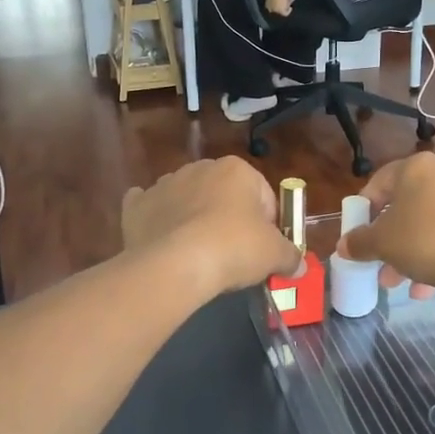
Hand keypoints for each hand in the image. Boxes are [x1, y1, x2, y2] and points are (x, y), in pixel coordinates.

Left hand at [122, 158, 299, 298]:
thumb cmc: (233, 248)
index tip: (264, 251)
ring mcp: (164, 184)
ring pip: (188, 200)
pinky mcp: (137, 206)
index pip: (263, 196)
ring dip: (194, 219)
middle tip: (234, 255)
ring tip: (199, 255)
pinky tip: (163, 240)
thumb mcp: (275, 255)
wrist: (174, 265)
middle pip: (224, 195)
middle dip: (230, 219)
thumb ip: (290, 255)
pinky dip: (157, 221)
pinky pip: (150, 209)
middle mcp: (199, 168)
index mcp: (236, 169)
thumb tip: (297, 265)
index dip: (269, 225)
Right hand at [335, 154, 434, 295]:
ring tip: (398, 283)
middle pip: (404, 207)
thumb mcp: (382, 243)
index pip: (378, 183)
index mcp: (415, 168)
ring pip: (427, 225)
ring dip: (409, 253)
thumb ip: (359, 242)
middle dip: (387, 240)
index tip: (356, 236)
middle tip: (376, 264)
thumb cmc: (426, 240)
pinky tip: (426, 289)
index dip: (362, 211)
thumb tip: (343, 245)